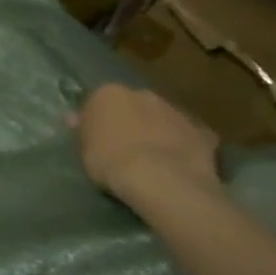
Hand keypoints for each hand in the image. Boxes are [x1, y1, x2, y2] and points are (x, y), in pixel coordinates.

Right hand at [72, 84, 222, 204]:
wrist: (162, 180)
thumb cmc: (111, 161)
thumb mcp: (84, 150)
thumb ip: (82, 130)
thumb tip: (73, 117)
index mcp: (109, 93)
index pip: (99, 102)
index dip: (100, 120)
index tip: (100, 138)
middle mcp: (142, 94)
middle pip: (134, 106)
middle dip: (133, 121)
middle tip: (129, 146)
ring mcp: (175, 112)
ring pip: (163, 119)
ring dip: (159, 131)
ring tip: (157, 159)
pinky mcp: (202, 133)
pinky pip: (190, 138)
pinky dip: (185, 146)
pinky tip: (182, 165)